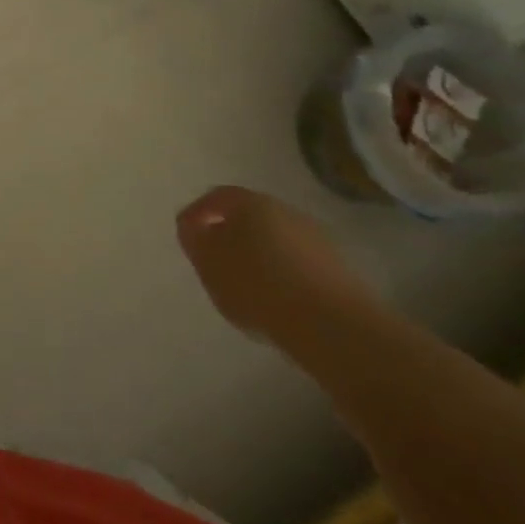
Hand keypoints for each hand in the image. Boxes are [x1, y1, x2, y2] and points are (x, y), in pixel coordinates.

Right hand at [175, 186, 385, 347]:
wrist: (332, 326)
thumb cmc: (256, 284)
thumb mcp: (208, 261)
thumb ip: (194, 239)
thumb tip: (194, 226)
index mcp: (251, 203)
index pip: (217, 197)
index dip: (198, 213)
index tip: (187, 234)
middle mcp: (286, 212)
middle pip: (250, 217)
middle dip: (230, 235)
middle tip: (215, 260)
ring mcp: (316, 241)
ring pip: (275, 241)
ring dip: (258, 256)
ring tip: (244, 286)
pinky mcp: (337, 271)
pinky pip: (297, 265)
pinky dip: (281, 276)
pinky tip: (274, 300)